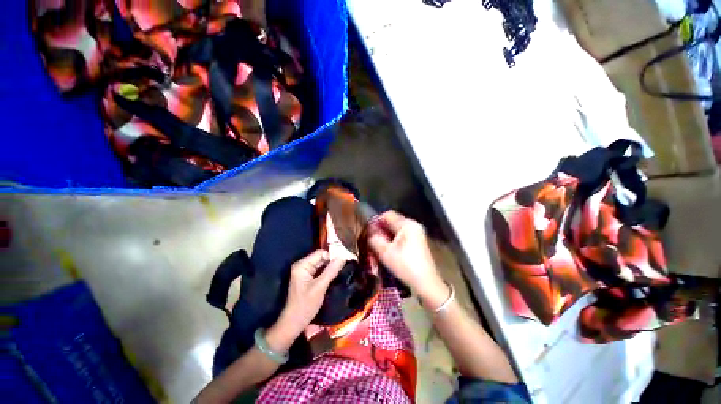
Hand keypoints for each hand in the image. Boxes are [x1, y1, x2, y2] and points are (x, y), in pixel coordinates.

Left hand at [273, 251, 345, 338]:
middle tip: (345, 264)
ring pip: (321, 264)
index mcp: (302, 265)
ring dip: (331, 266)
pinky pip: (320, 270)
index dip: (332, 256)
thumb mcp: (320, 287)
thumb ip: (331, 271)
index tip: (344, 260)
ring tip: (342, 268)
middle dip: (332, 260)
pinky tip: (335, 274)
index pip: (320, 253)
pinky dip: (327, 271)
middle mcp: (302, 265)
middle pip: (321, 257)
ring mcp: (304, 272)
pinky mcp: (307, 278)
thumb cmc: (305, 305)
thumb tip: (343, 257)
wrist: (294, 323)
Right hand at [368, 211, 447, 305]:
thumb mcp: (385, 252)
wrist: (426, 283)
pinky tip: (389, 249)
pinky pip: (402, 235)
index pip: (387, 215)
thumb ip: (374, 239)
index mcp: (407, 224)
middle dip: (381, 229)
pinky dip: (393, 240)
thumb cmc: (405, 266)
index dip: (376, 221)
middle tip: (372, 240)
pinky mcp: (417, 241)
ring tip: (378, 245)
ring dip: (387, 235)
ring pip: (396, 229)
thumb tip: (369, 231)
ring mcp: (417, 233)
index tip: (368, 232)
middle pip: (392, 221)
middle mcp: (413, 225)